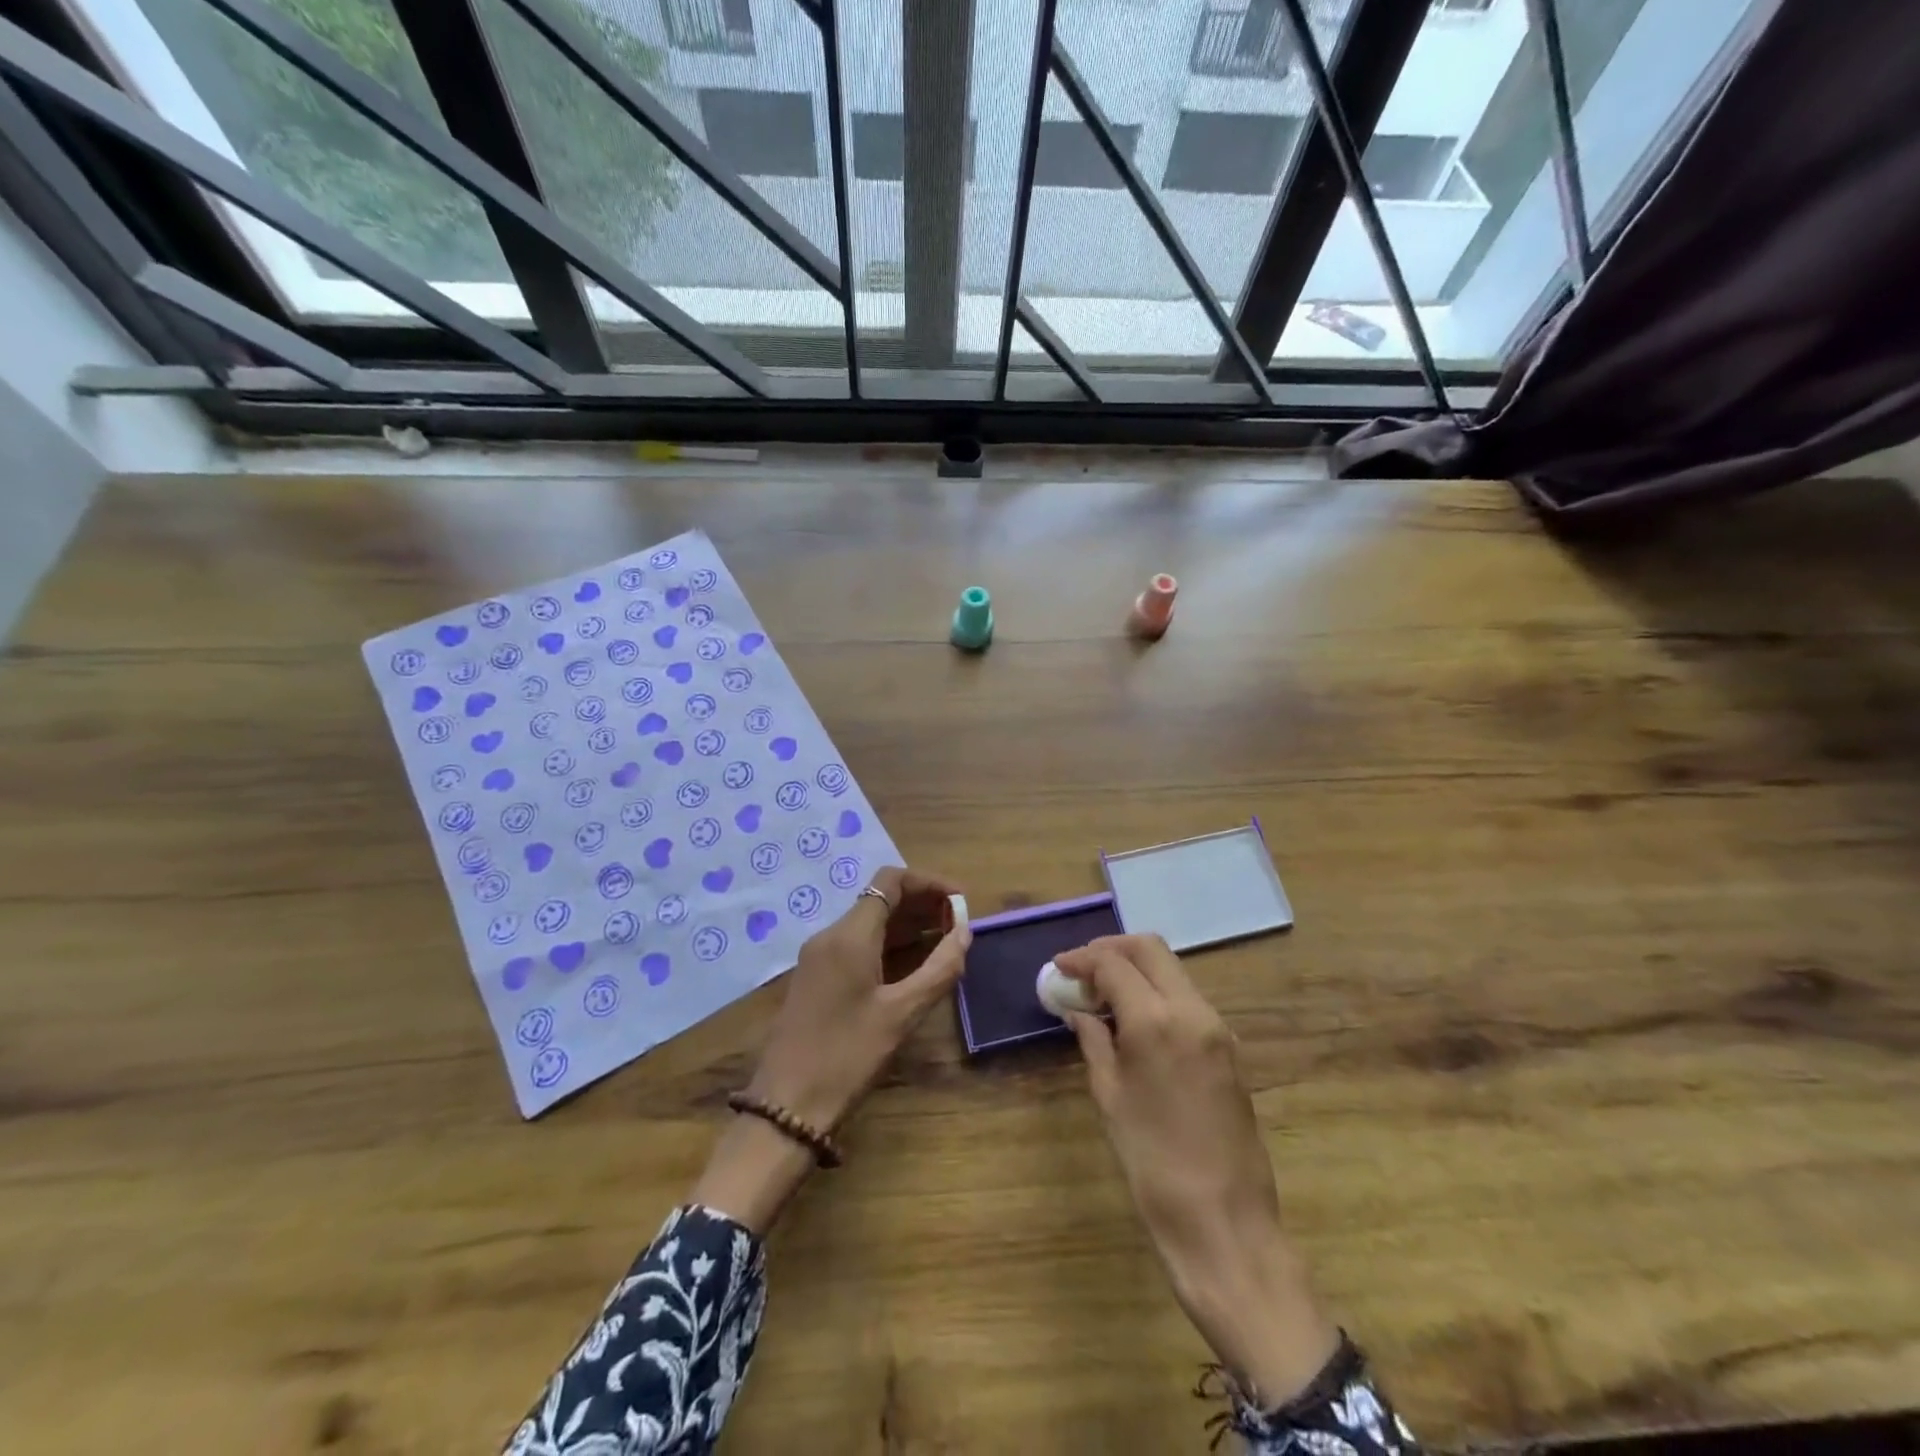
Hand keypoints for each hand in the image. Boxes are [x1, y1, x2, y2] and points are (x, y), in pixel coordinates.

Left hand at [693, 867, 969, 1232]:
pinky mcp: (817, 978)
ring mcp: (820, 957)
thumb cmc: (847, 1056)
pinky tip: (914, 966)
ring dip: (908, 925)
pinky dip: (890, 945)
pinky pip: (858, 945)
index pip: (891, 881)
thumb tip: (965, 932)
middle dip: (922, 904)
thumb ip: (939, 969)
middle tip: (959, 924)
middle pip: (880, 899)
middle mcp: (831, 935)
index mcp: (849, 935)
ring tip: (945, 942)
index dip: (929, 883)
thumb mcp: (901, 1014)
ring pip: (870, 923)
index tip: (961, 901)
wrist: (786, 1106)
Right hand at [1055, 935, 1338, 1404]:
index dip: (1081, 958)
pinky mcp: (1229, 1046)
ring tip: (1102, 994)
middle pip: (1149, 949)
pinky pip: (1187, 997)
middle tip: (1081, 970)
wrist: (1225, 1222)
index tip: (1058, 968)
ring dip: (1136, 969)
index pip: (1114, 962)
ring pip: (1172, 970)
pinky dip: (1157, 992)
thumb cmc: (1153, 1164)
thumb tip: (1080, 1010)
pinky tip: (1133, 1018)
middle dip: (1111, 949)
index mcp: (1156, 1020)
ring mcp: (1217, 1026)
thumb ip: (1094, 1041)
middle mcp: (1192, 1010)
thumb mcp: (1109, 1097)